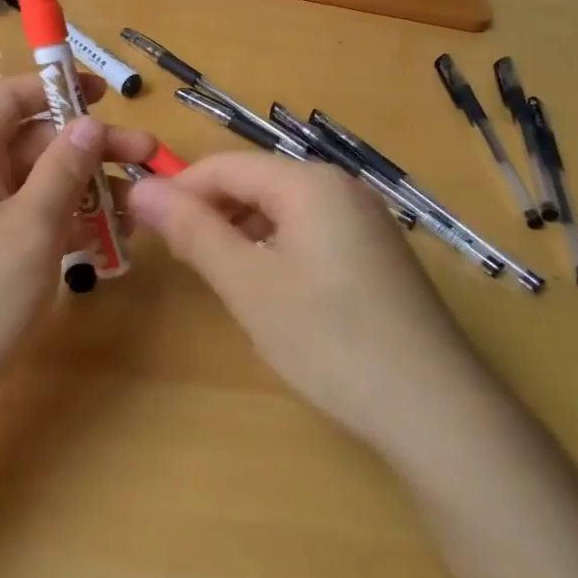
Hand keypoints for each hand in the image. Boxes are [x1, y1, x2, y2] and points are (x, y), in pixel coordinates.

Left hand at [0, 73, 154, 422]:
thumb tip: (87, 123)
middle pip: (34, 142)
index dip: (54, 86)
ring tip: (138, 204)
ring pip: (39, 185)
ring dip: (87, 188)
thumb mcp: (30, 228)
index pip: (9, 97)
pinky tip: (110, 240)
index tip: (104, 96)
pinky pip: (34, 223)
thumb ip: (62, 170)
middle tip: (146, 155)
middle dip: (89, 145)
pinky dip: (70, 224)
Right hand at [127, 153, 484, 453]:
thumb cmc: (330, 339)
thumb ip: (192, 231)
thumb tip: (139, 188)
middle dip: (210, 212)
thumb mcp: (248, 285)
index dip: (178, 190)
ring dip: (240, 231)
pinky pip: (309, 231)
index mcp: (309, 182)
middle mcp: (340, 187)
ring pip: (281, 209)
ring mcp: (364, 219)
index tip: (143, 225)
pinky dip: (275, 248)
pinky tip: (269, 288)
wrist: (437, 411)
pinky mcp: (376, 252)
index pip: (225, 166)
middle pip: (255, 182)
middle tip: (178, 258)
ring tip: (218, 275)